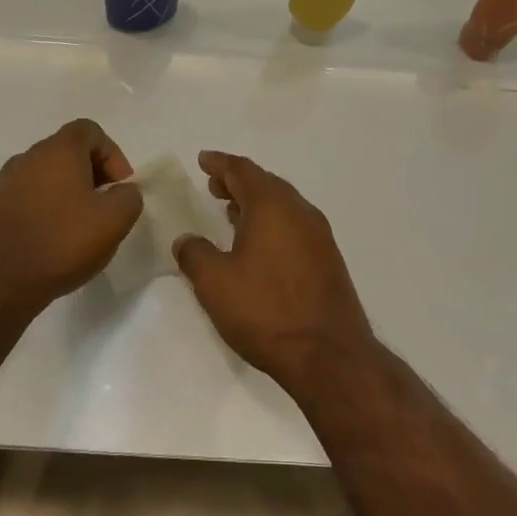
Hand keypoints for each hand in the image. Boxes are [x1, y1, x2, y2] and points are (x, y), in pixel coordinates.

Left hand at [0, 119, 143, 317]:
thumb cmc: (61, 242)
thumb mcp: (113, 221)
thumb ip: (129, 197)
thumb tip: (122, 192)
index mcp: (58, 150)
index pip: (90, 130)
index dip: (112, 154)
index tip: (119, 187)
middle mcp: (29, 156)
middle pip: (68, 151)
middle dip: (93, 174)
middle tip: (104, 207)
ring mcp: (6, 182)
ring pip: (48, 175)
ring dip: (69, 192)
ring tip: (80, 228)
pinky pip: (29, 196)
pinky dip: (47, 208)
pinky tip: (53, 240)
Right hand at [174, 151, 375, 392]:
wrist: (330, 356)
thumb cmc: (266, 311)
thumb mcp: (215, 284)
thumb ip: (195, 255)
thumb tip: (186, 239)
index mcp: (272, 205)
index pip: (242, 170)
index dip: (220, 163)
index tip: (203, 159)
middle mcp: (299, 210)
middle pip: (265, 183)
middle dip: (238, 181)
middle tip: (214, 185)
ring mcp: (319, 235)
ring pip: (282, 205)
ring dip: (256, 203)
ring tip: (232, 211)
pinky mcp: (328, 259)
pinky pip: (294, 225)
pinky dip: (272, 222)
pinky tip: (260, 244)